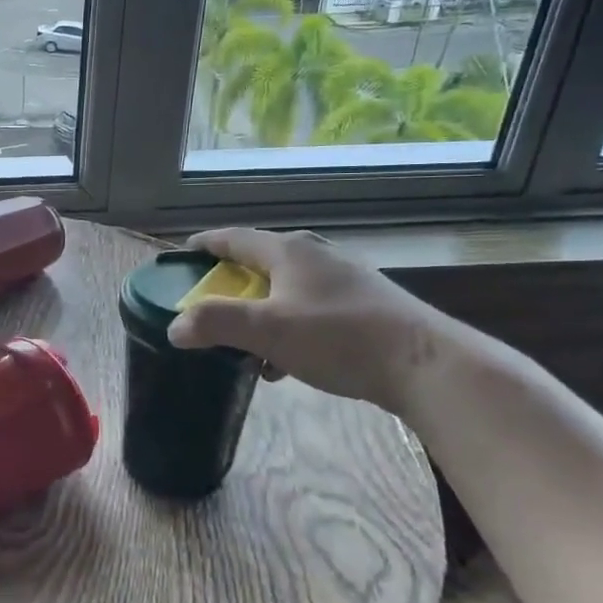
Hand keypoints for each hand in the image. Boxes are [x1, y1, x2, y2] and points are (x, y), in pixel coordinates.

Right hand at [165, 228, 451, 414]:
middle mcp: (316, 255)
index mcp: (289, 250)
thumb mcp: (267, 331)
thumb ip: (215, 324)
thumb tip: (175, 327)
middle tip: (207, 301)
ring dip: (260, 310)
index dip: (205, 244)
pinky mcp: (365, 304)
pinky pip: (310, 307)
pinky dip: (287, 325)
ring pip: (286, 287)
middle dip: (230, 282)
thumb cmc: (339, 338)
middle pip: (260, 260)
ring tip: (244, 340)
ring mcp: (345, 278)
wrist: (426, 365)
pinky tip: (286, 361)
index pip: (234, 237)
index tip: (182, 255)